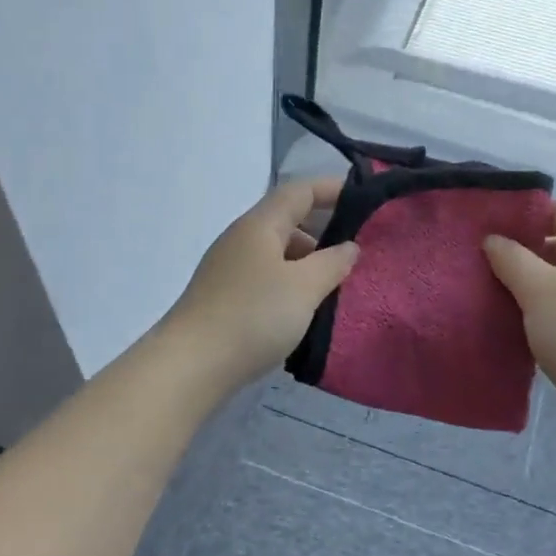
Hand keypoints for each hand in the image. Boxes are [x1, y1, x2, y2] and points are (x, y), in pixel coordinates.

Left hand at [166, 177, 359, 388]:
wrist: (190, 366)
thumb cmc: (253, 316)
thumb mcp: (304, 287)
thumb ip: (333, 262)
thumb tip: (349, 247)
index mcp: (259, 225)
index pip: (300, 191)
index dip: (332, 188)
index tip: (365, 199)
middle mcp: (241, 239)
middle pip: (287, 221)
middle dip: (323, 232)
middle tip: (356, 252)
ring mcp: (228, 269)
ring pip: (277, 254)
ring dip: (307, 263)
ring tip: (335, 287)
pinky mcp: (224, 298)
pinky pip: (266, 279)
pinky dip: (290, 285)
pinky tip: (303, 310)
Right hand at [484, 201, 555, 431]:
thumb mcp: (539, 292)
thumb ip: (512, 258)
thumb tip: (494, 239)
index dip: (526, 215)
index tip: (490, 231)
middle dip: (525, 250)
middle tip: (486, 263)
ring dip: (534, 281)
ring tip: (496, 291)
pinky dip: (548, 305)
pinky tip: (521, 321)